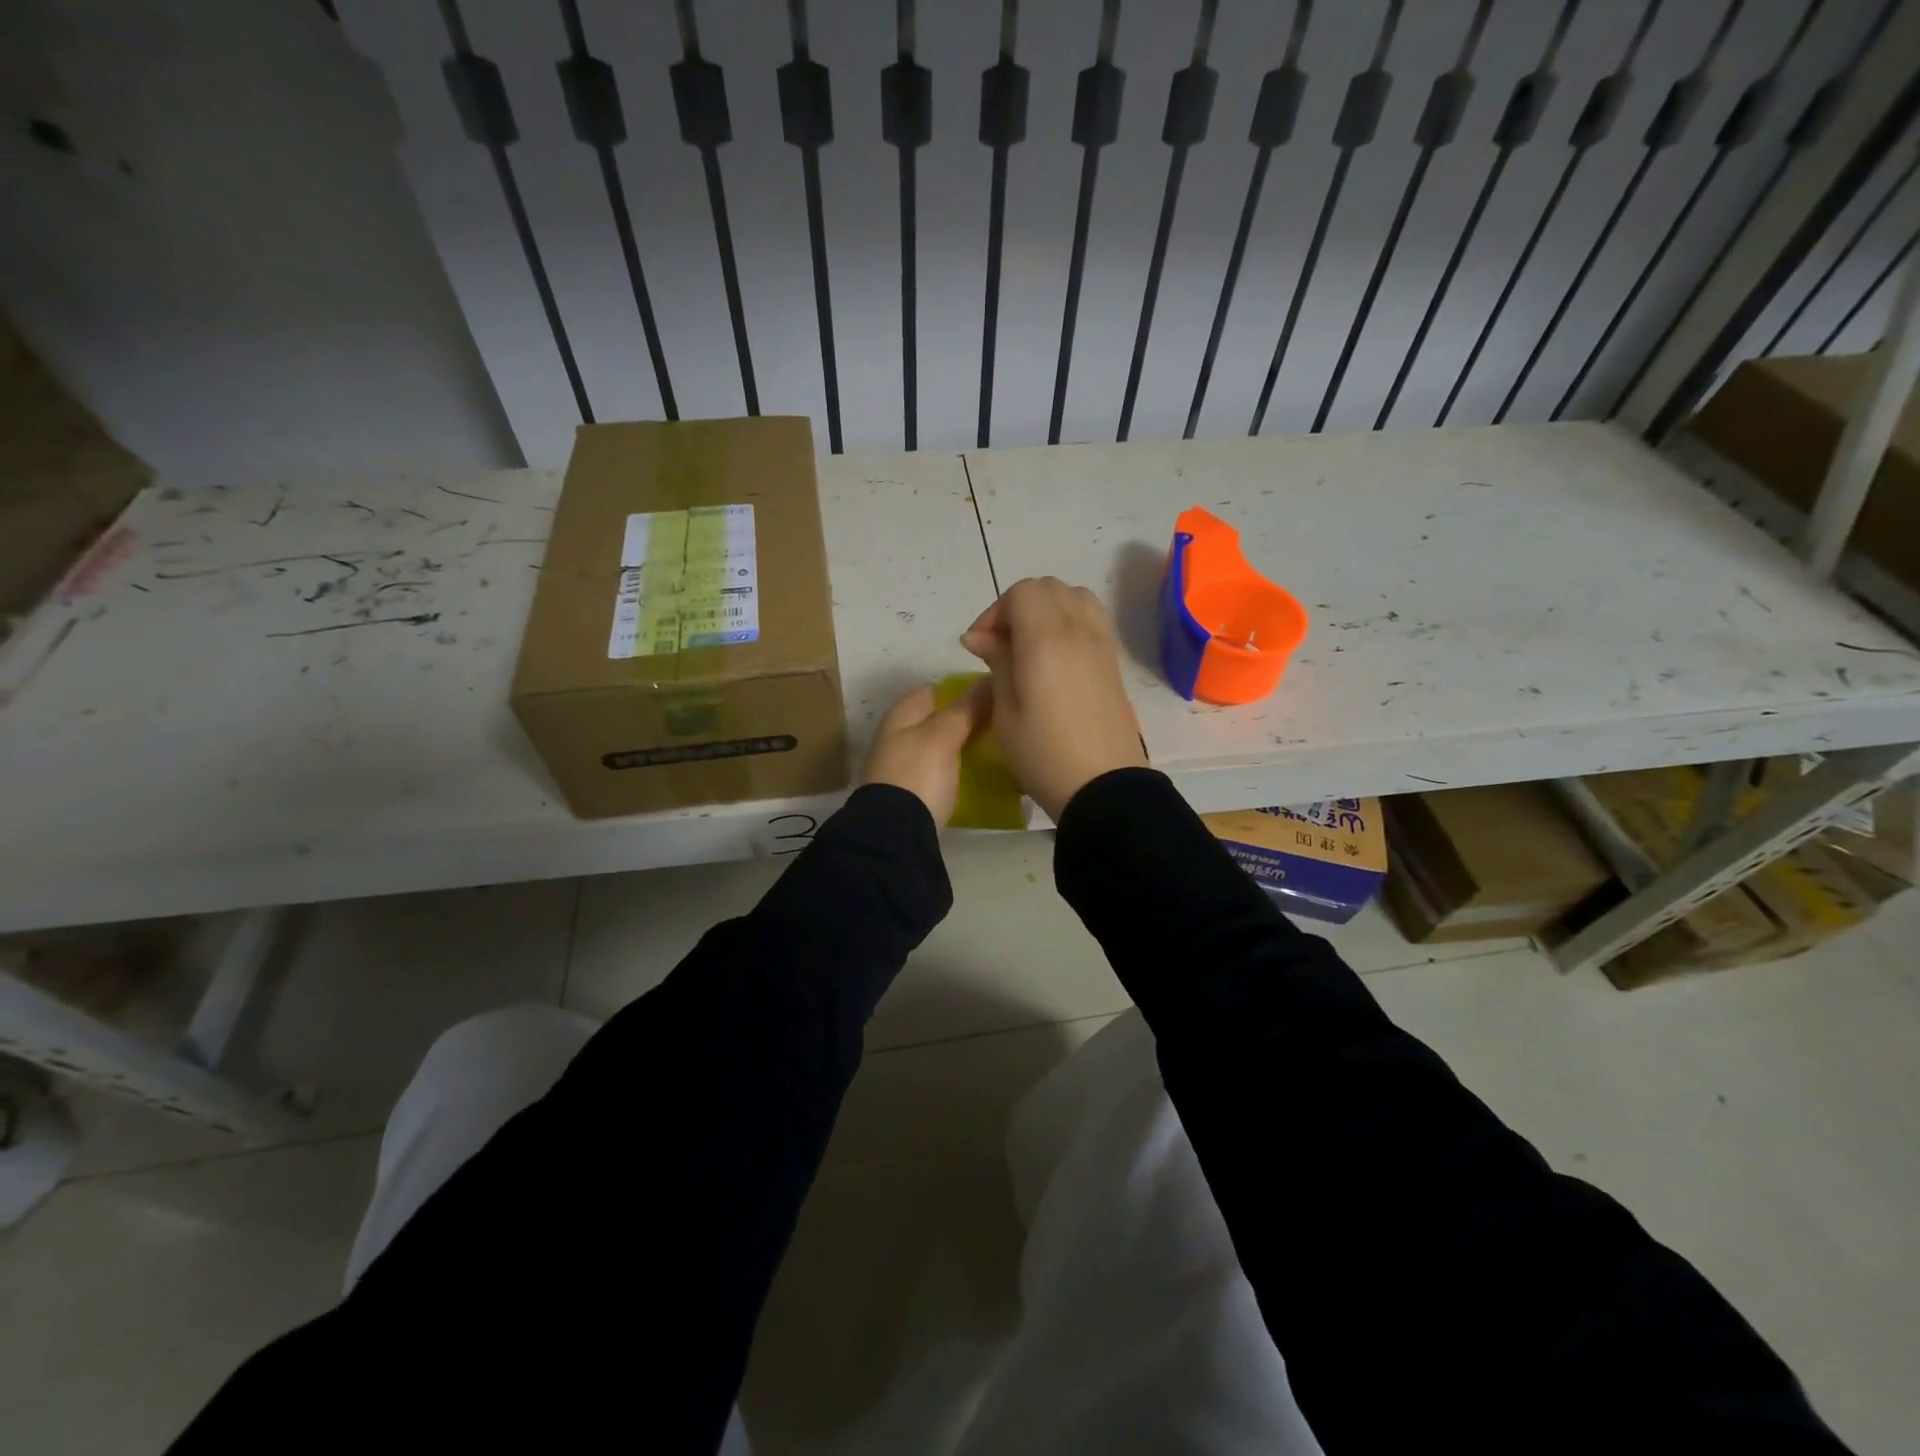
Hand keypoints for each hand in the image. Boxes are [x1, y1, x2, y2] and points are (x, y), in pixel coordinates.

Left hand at [858, 680, 991, 825]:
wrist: (895, 835)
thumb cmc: (917, 775)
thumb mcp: (943, 736)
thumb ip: (965, 709)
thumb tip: (988, 680)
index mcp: (899, 718)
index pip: (932, 692)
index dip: (960, 691)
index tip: (991, 697)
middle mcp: (896, 739)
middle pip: (934, 722)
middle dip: (963, 722)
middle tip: (998, 725)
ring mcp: (901, 770)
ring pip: (936, 749)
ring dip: (959, 748)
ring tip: (993, 750)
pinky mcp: (910, 797)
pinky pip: (937, 775)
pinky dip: (954, 772)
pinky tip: (976, 777)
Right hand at [961, 577, 1147, 820]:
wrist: (1103, 787)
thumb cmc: (1043, 754)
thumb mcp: (1005, 711)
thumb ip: (996, 662)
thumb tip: (979, 636)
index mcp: (1046, 639)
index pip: (1022, 592)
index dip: (995, 612)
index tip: (981, 646)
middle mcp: (1078, 630)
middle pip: (1048, 588)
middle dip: (1019, 606)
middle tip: (1002, 645)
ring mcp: (1102, 644)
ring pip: (1075, 597)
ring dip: (1048, 609)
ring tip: (1031, 646)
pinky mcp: (1114, 661)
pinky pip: (1092, 619)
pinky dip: (1070, 622)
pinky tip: (1056, 658)